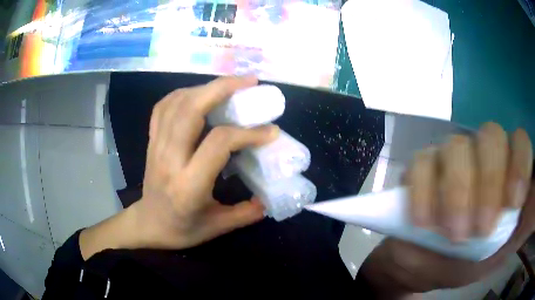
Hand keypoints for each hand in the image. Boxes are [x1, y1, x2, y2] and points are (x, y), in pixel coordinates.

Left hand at [80, 76, 278, 258]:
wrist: (148, 224)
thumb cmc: (181, 229)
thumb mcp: (217, 228)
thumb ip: (246, 213)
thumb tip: (270, 197)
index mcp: (188, 185)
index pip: (218, 143)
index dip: (248, 132)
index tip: (270, 130)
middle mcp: (169, 159)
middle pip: (191, 110)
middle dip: (222, 88)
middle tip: (249, 82)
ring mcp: (156, 146)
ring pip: (177, 103)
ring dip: (205, 87)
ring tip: (230, 85)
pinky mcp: (151, 140)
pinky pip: (163, 107)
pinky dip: (183, 93)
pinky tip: (199, 93)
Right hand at [360, 123, 533, 295]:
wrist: (425, 268)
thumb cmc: (468, 262)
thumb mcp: (501, 251)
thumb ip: (524, 226)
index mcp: (505, 172)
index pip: (520, 142)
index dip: (520, 164)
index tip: (512, 205)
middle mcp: (482, 155)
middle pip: (490, 136)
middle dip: (489, 183)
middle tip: (478, 231)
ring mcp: (450, 158)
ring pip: (456, 145)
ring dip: (457, 191)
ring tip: (451, 234)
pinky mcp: (420, 169)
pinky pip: (421, 162)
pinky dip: (424, 191)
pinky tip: (424, 223)